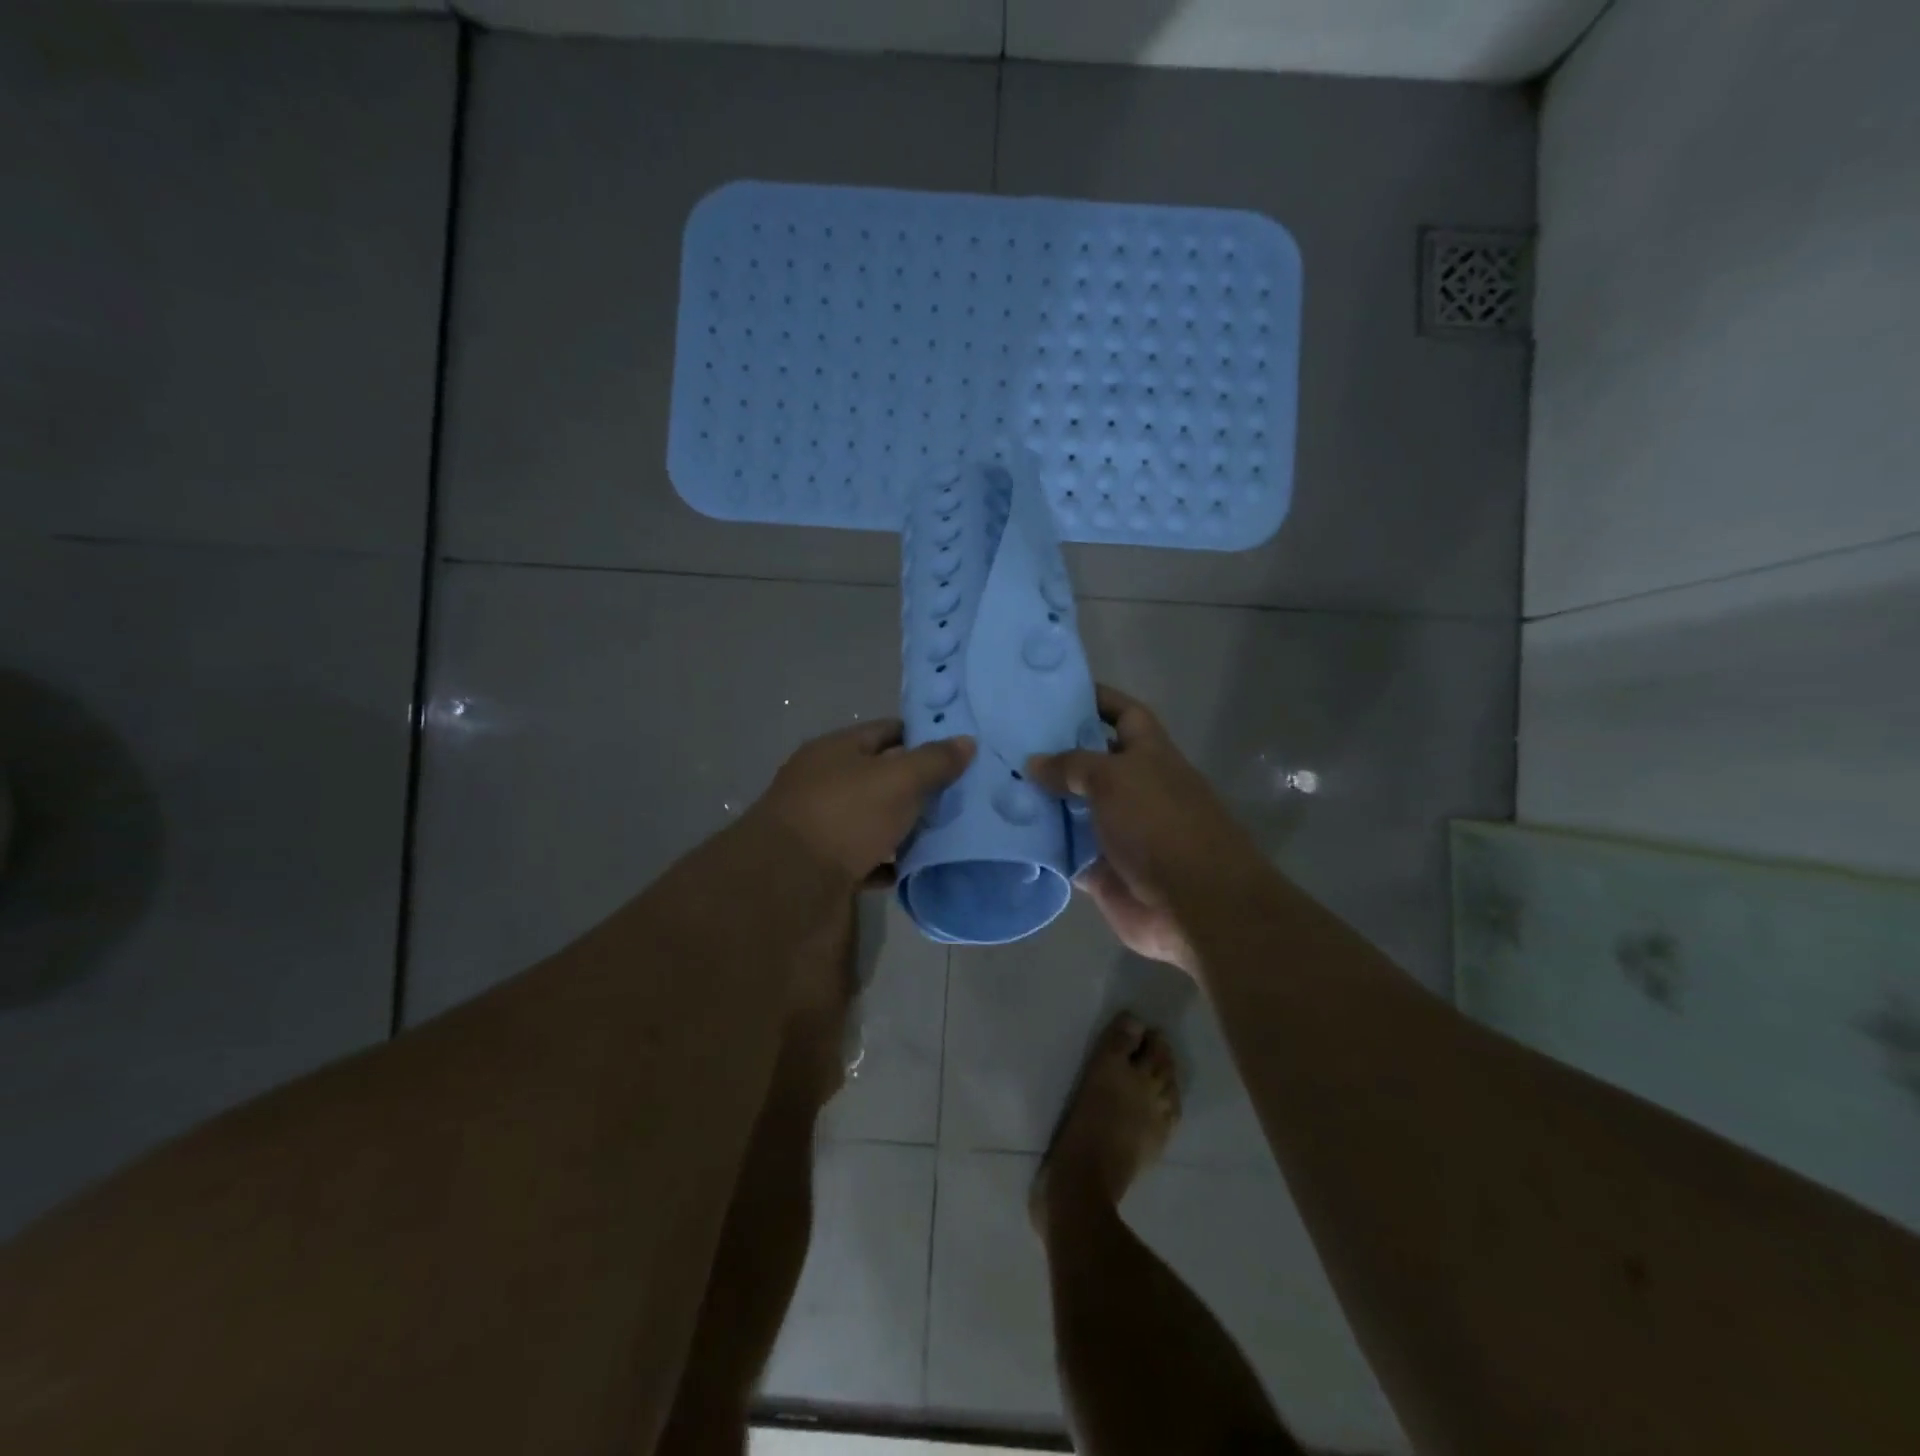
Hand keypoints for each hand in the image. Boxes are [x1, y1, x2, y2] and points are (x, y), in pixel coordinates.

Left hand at [752, 718, 974, 886]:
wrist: (788, 885)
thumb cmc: (845, 816)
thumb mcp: (898, 780)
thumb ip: (934, 761)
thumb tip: (967, 741)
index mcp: (836, 750)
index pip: (886, 730)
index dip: (922, 737)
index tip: (957, 751)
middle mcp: (824, 783)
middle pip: (879, 776)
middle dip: (917, 785)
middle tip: (960, 795)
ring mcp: (821, 826)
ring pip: (872, 819)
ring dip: (903, 826)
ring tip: (945, 833)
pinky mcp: (823, 865)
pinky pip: (864, 858)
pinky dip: (887, 862)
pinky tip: (913, 869)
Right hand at [1026, 685, 1262, 975]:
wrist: (1193, 903)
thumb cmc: (1159, 823)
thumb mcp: (1114, 778)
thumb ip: (1071, 765)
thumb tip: (1034, 762)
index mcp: (1148, 754)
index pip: (1123, 713)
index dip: (1095, 699)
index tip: (1052, 693)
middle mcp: (1133, 787)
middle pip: (1090, 762)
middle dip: (1054, 752)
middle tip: (1004, 741)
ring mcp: (1117, 830)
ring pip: (1072, 808)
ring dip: (1041, 800)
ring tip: (993, 783)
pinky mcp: (1101, 869)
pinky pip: (1064, 851)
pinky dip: (1041, 845)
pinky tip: (1005, 832)